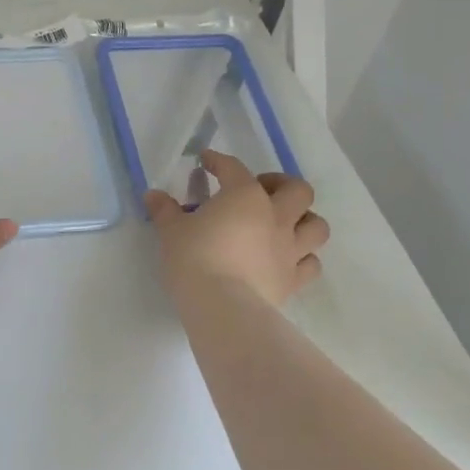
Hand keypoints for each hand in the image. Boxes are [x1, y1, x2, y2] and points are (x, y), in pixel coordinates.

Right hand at [144, 150, 328, 308]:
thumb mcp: (171, 231)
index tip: (207, 161)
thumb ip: (164, 210)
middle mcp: (276, 216)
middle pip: (298, 190)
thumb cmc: (194, 259)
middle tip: (260, 191)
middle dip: (281, 185)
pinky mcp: (294, 280)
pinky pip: (311, 264)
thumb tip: (152, 195)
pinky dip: (303, 258)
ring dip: (304, 220)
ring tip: (283, 224)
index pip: (233, 168)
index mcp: (244, 196)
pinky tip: (286, 259)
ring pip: (317, 225)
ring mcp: (290, 249)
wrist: (222, 307)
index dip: (218, 162)